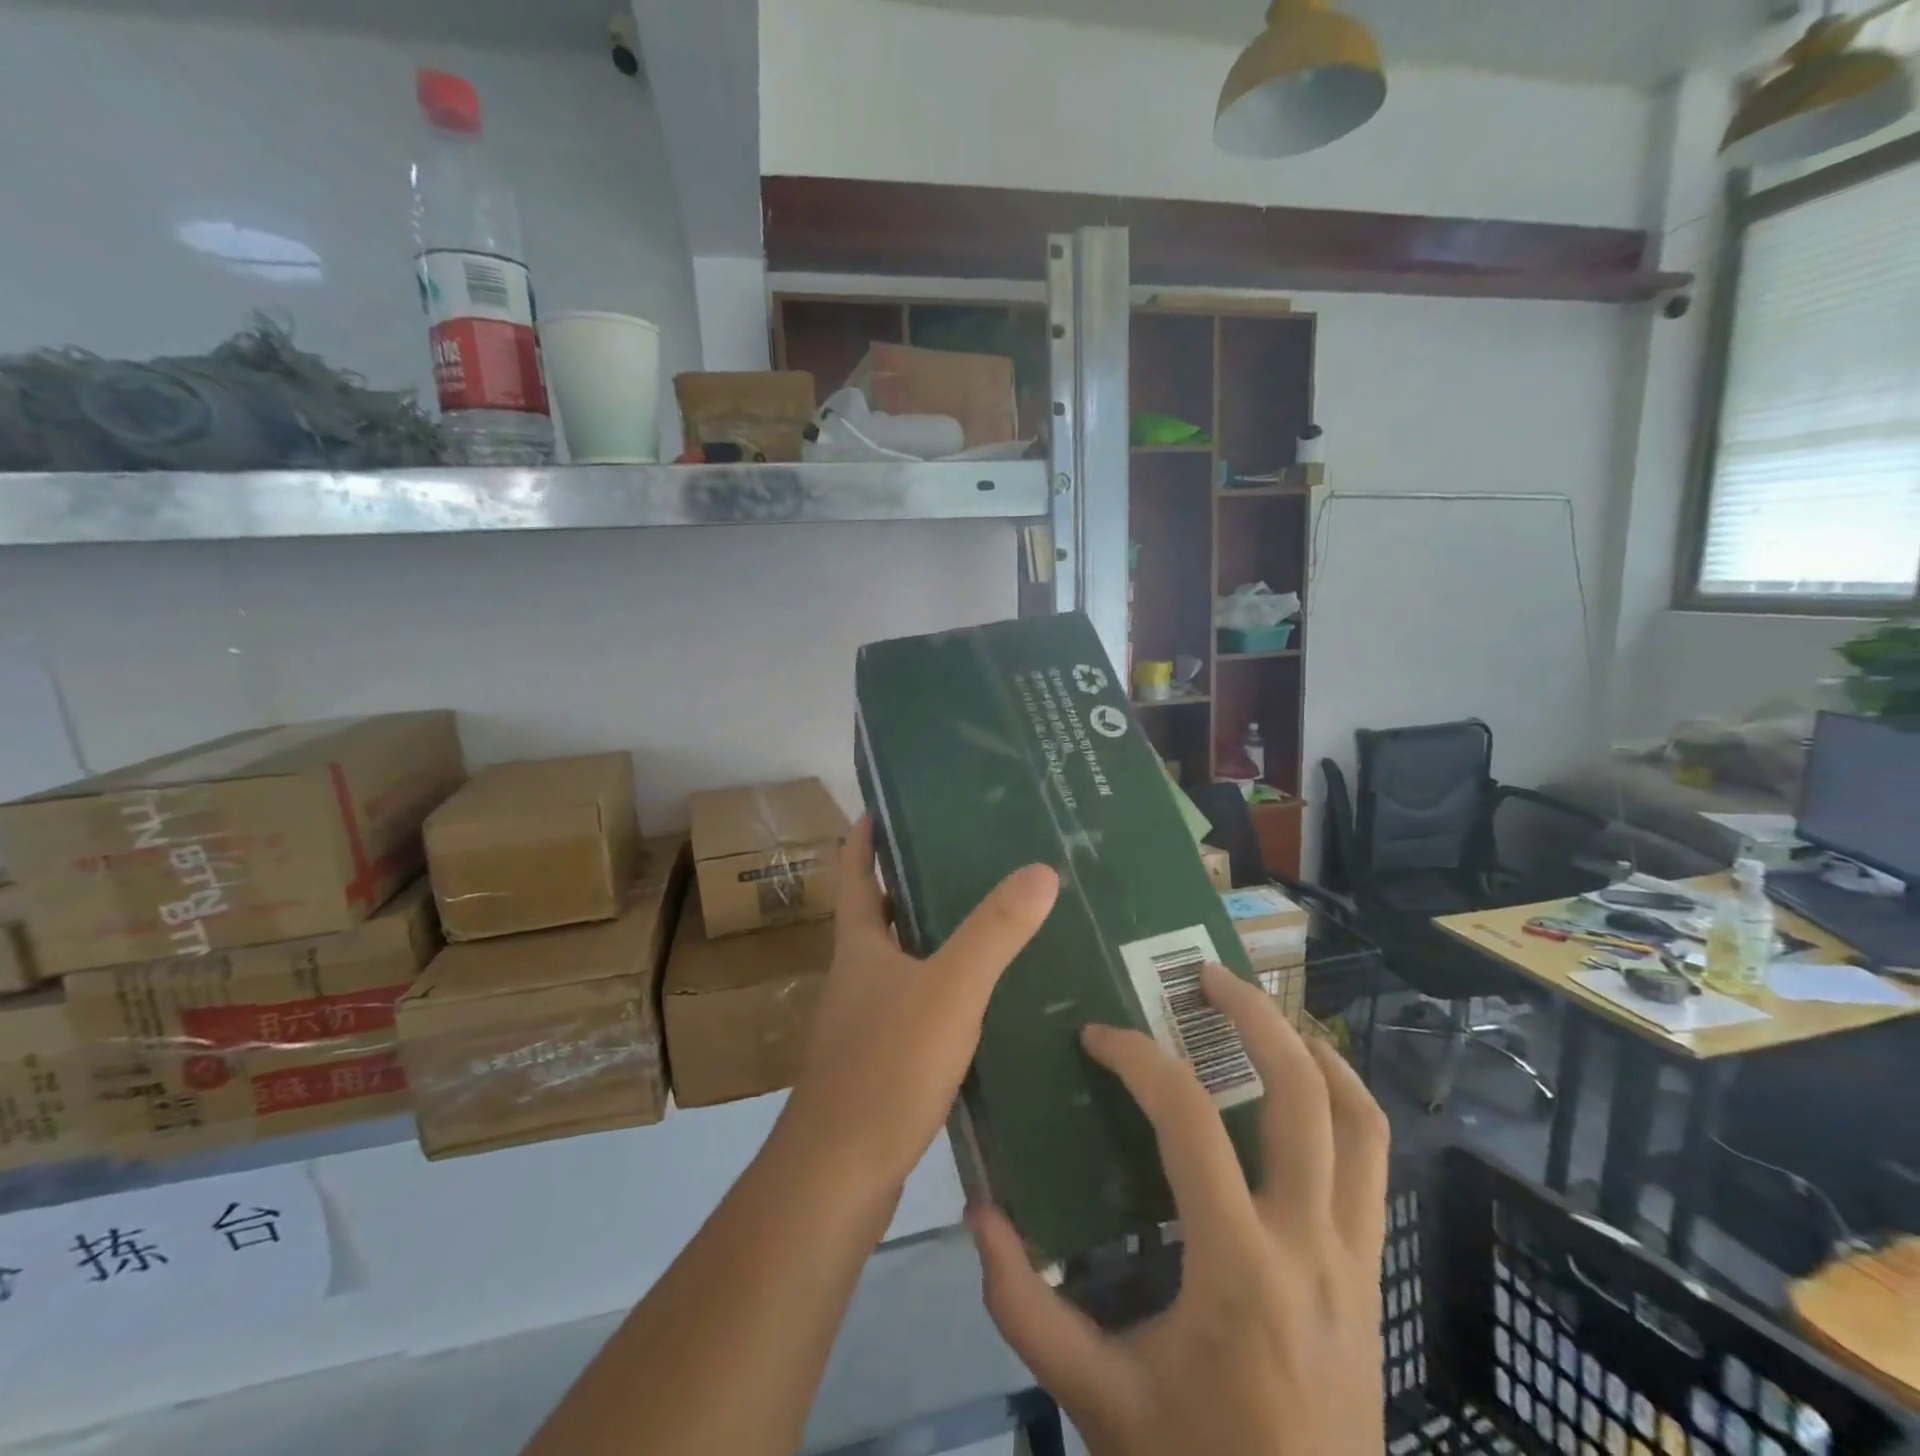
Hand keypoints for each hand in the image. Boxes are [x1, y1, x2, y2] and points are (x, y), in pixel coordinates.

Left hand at [781, 817, 1058, 1198]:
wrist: (840, 1175)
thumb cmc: (886, 1066)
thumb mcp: (949, 989)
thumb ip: (994, 932)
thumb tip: (1041, 870)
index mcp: (859, 945)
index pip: (854, 872)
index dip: (865, 836)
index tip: (885, 804)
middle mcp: (856, 975)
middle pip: (879, 913)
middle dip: (911, 882)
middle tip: (966, 857)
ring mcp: (865, 1020)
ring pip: (901, 961)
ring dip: (933, 937)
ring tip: (988, 920)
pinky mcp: (882, 1060)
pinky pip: (916, 1005)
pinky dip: (943, 989)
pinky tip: (983, 999)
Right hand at [969, 965, 1389, 1455]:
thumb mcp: (1095, 1399)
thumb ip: (1024, 1307)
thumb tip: (979, 1213)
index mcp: (1237, 1269)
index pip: (1190, 1123)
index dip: (1139, 1060)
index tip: (1099, 1038)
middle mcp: (1310, 1245)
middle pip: (1301, 1094)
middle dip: (1254, 1016)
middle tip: (1205, 975)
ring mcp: (1354, 1257)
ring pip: (1360, 1120)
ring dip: (1313, 1050)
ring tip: (1265, 1013)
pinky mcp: (1369, 1270)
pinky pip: (1374, 1162)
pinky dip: (1345, 1102)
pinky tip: (1307, 1086)